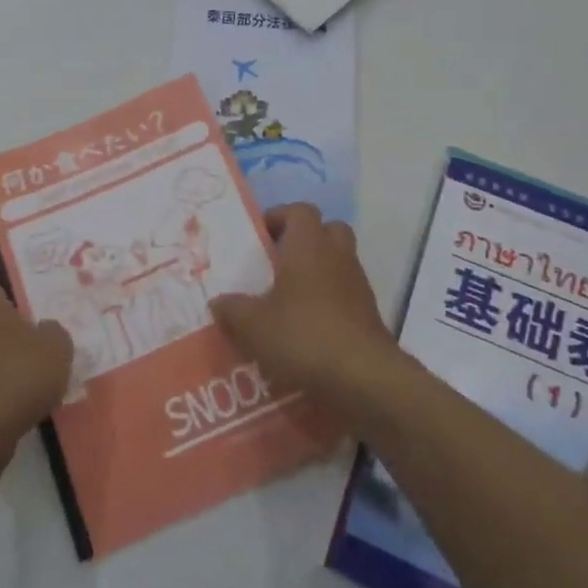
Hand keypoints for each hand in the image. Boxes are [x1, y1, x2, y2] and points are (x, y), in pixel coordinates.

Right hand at [210, 204, 399, 413]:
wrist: (363, 377)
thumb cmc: (303, 335)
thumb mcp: (253, 325)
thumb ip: (233, 310)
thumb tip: (218, 302)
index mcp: (308, 244)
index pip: (299, 210)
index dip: (280, 217)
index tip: (259, 236)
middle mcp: (336, 255)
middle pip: (327, 230)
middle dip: (305, 240)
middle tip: (279, 261)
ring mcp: (357, 284)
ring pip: (339, 262)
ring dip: (318, 272)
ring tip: (289, 299)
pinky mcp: (369, 314)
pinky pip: (346, 294)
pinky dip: (329, 302)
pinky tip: (308, 328)